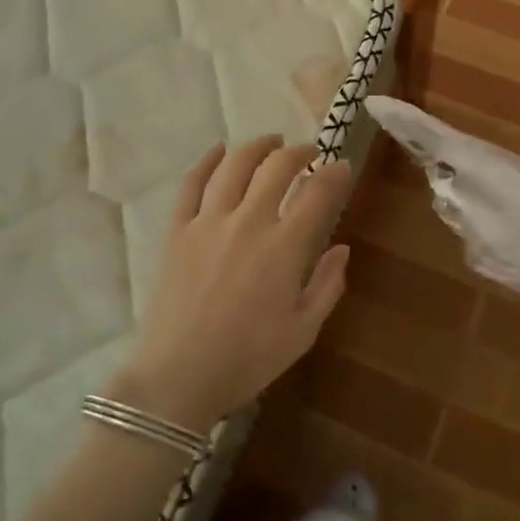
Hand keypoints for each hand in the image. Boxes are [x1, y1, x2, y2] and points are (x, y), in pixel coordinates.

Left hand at [108, 137, 352, 434]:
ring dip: (258, 146)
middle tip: (309, 153)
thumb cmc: (247, 360)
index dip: (335, 174)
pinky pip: (191, 183)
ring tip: (271, 141)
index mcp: (284, 247)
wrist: (176, 378)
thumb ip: (327, 286)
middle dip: (299, 152)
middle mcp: (248, 222)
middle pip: (277, 167)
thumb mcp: (302, 332)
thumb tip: (342, 249)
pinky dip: (207, 160)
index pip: (316, 193)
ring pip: (235, 165)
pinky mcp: (177, 230)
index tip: (343, 167)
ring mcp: (209, 221)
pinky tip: (219, 149)